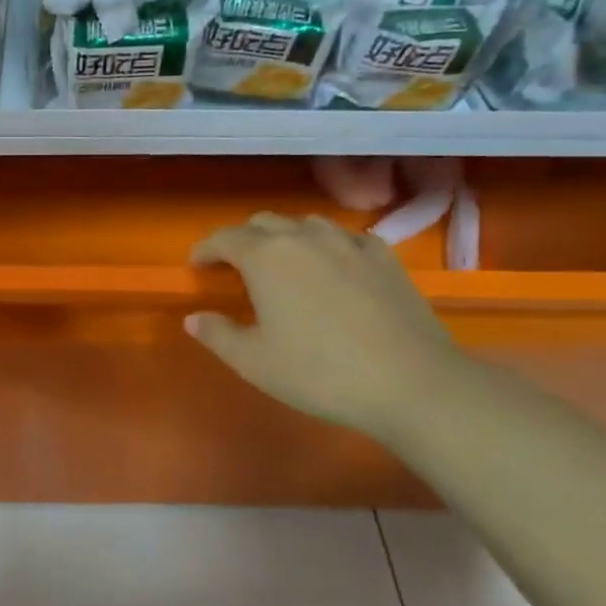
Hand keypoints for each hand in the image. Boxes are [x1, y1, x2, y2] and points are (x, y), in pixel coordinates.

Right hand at [185, 214, 467, 440]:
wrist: (410, 383)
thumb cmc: (319, 372)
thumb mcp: (254, 362)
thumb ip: (217, 334)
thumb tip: (194, 318)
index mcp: (265, 257)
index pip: (224, 238)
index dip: (205, 249)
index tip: (196, 266)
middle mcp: (304, 237)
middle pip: (263, 223)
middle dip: (242, 240)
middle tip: (235, 267)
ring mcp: (348, 243)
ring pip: (305, 224)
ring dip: (285, 237)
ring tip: (283, 265)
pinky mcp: (384, 257)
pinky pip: (345, 237)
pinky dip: (327, 246)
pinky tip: (332, 268)